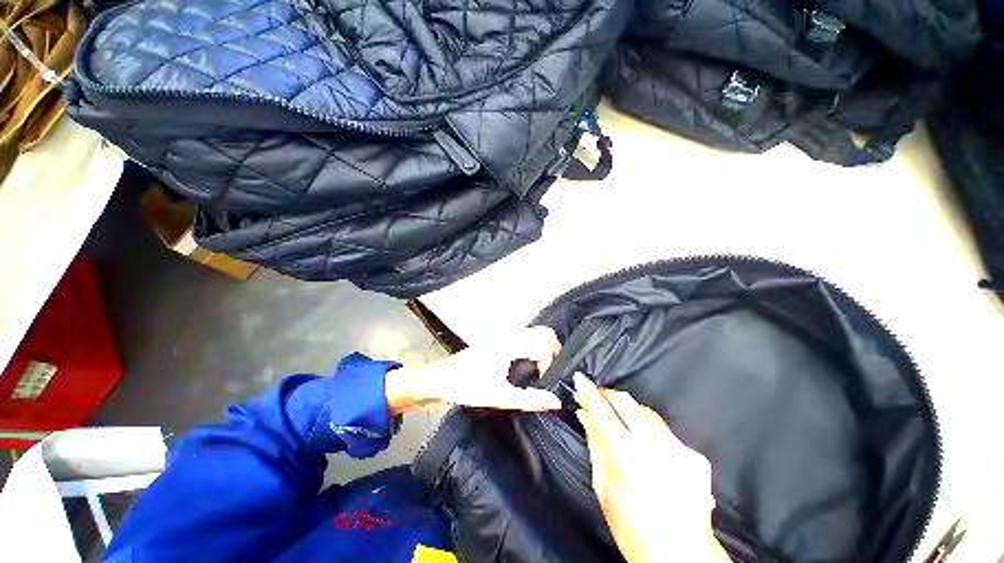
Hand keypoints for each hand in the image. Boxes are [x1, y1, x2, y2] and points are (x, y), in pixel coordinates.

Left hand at [384, 326, 562, 413]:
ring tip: (544, 370)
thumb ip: (529, 399)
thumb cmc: (467, 386)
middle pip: (543, 333)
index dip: (552, 362)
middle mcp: (509, 335)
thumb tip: (556, 401)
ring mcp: (503, 335)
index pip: (545, 344)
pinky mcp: (498, 340)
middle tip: (554, 372)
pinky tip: (529, 365)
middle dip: (554, 350)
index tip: (546, 380)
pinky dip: (534, 346)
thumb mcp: (499, 396)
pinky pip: (524, 337)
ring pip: (533, 333)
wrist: (439, 378)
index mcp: (510, 344)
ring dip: (544, 348)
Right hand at [573, 373, 728, 562]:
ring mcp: (677, 448)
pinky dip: (652, 433)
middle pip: (625, 401)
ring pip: (647, 412)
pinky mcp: (694, 456)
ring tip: (622, 421)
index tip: (580, 378)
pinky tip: (650, 449)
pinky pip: (666, 432)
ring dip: (630, 411)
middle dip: (608, 394)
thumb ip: (595, 445)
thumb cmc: (632, 528)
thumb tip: (584, 416)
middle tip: (599, 397)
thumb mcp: (604, 488)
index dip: (587, 391)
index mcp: (625, 454)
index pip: (601, 410)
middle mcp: (653, 445)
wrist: (682, 557)